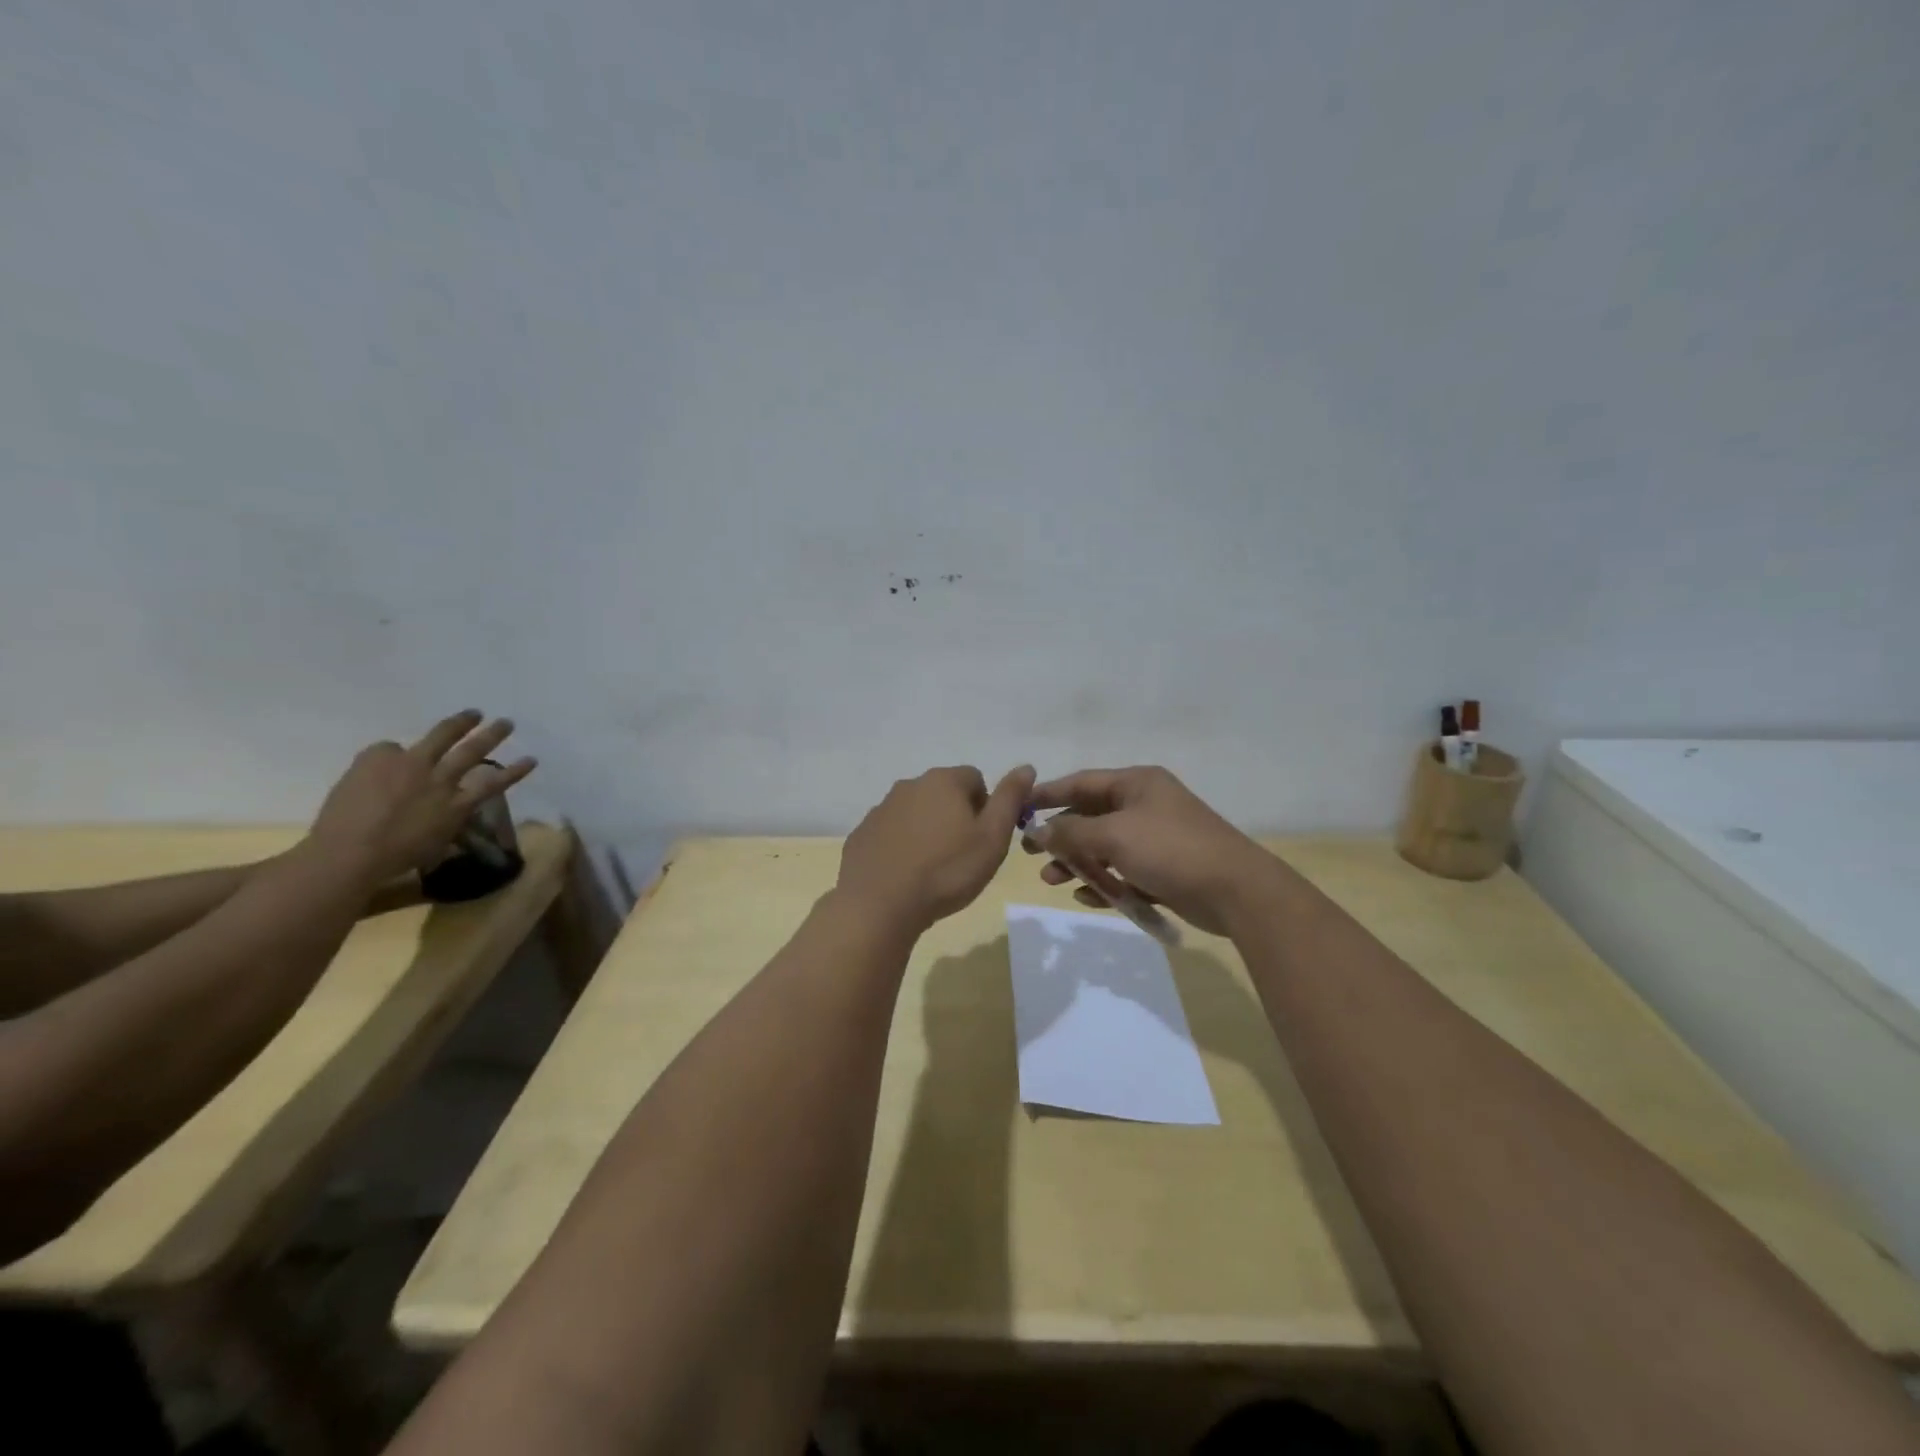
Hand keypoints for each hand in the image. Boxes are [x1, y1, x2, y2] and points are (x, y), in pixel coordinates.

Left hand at [309, 711, 537, 883]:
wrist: (347, 854)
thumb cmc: (393, 858)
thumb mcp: (434, 842)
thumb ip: (444, 820)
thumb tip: (448, 812)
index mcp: (456, 806)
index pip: (494, 783)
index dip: (515, 770)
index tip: (532, 759)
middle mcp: (439, 780)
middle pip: (472, 751)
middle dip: (492, 735)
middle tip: (506, 723)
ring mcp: (410, 766)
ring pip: (442, 736)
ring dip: (461, 723)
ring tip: (474, 714)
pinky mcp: (376, 760)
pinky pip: (388, 748)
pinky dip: (392, 752)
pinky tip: (388, 758)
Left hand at [837, 764, 1035, 934]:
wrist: (880, 904)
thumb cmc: (947, 871)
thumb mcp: (992, 838)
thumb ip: (1010, 799)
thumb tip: (1026, 767)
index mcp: (944, 781)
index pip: (975, 779)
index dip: (985, 807)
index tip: (983, 839)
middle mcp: (909, 785)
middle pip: (943, 793)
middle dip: (955, 817)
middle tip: (961, 856)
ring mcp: (881, 809)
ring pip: (915, 812)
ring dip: (927, 831)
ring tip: (933, 869)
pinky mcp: (862, 833)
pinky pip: (890, 833)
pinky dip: (901, 846)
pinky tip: (905, 875)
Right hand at [1021, 766, 1275, 934]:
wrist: (1236, 892)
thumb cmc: (1170, 850)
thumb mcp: (1114, 835)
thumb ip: (1071, 832)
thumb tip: (1039, 831)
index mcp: (1137, 784)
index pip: (1082, 782)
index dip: (1048, 794)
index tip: (1018, 807)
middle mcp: (1146, 805)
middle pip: (1091, 816)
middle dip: (1060, 835)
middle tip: (1030, 852)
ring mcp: (1156, 839)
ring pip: (1105, 847)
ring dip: (1078, 862)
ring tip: (1051, 880)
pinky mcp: (1165, 870)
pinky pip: (1124, 872)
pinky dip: (1104, 883)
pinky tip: (1087, 897)